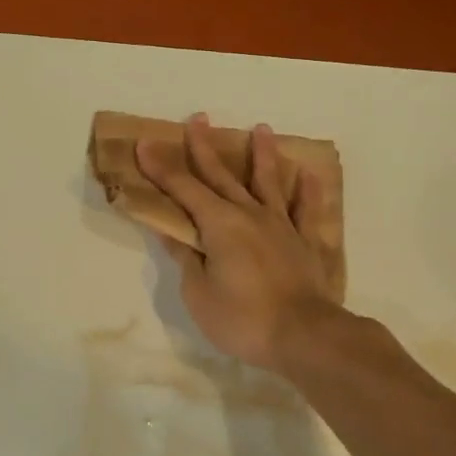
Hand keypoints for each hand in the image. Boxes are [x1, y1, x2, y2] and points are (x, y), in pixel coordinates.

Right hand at [136, 114, 341, 373]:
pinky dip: (308, 192)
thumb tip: (172, 231)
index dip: (162, 167)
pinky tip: (310, 175)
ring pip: (268, 182)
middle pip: (222, 176)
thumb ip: (187, 257)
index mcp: (219, 224)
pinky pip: (306, 211)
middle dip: (204, 148)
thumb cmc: (242, 318)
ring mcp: (281, 226)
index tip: (145, 144)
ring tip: (262, 128)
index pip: (183, 189)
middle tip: (198, 118)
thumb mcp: (198, 293)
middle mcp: (249, 214)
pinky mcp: (305, 243)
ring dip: (262, 154)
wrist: (305, 336)